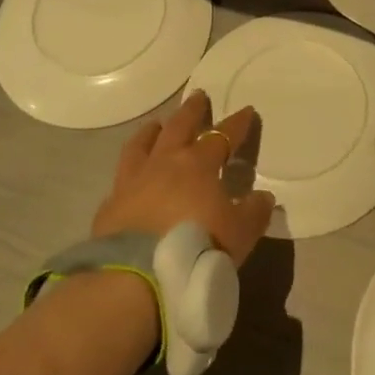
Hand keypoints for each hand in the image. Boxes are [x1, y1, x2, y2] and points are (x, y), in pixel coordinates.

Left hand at [93, 92, 275, 264]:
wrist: (136, 278)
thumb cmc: (197, 248)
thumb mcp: (240, 234)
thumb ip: (254, 213)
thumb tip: (263, 197)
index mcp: (198, 165)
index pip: (222, 135)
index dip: (236, 123)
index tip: (246, 110)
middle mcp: (164, 163)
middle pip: (179, 127)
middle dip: (191, 111)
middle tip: (198, 96)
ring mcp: (133, 181)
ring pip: (142, 144)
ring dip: (152, 131)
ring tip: (156, 124)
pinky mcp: (110, 204)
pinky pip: (122, 177)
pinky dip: (130, 170)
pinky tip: (130, 175)